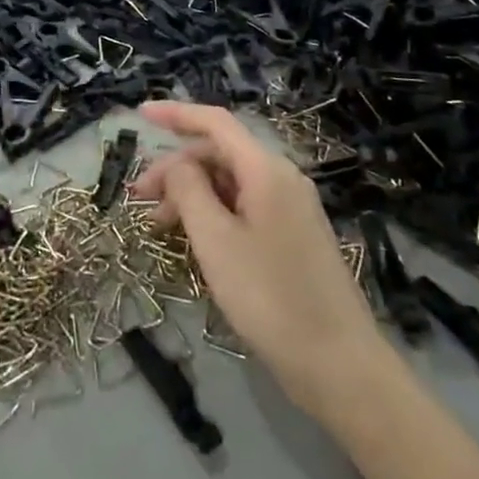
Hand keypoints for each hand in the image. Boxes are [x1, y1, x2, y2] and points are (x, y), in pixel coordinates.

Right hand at [132, 101, 384, 419]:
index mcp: (266, 170)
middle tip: (139, 199)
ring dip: (192, 195)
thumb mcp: (216, 241)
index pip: (215, 123)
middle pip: (220, 154)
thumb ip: (189, 191)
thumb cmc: (270, 298)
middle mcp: (282, 178)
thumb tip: (176, 165)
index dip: (175, 113)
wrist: (339, 365)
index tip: (138, 113)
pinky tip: (194, 240)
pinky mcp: (293, 236)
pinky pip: (245, 207)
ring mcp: (291, 208)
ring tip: (160, 227)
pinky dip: (214, 214)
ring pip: (231, 183)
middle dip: (176, 169)